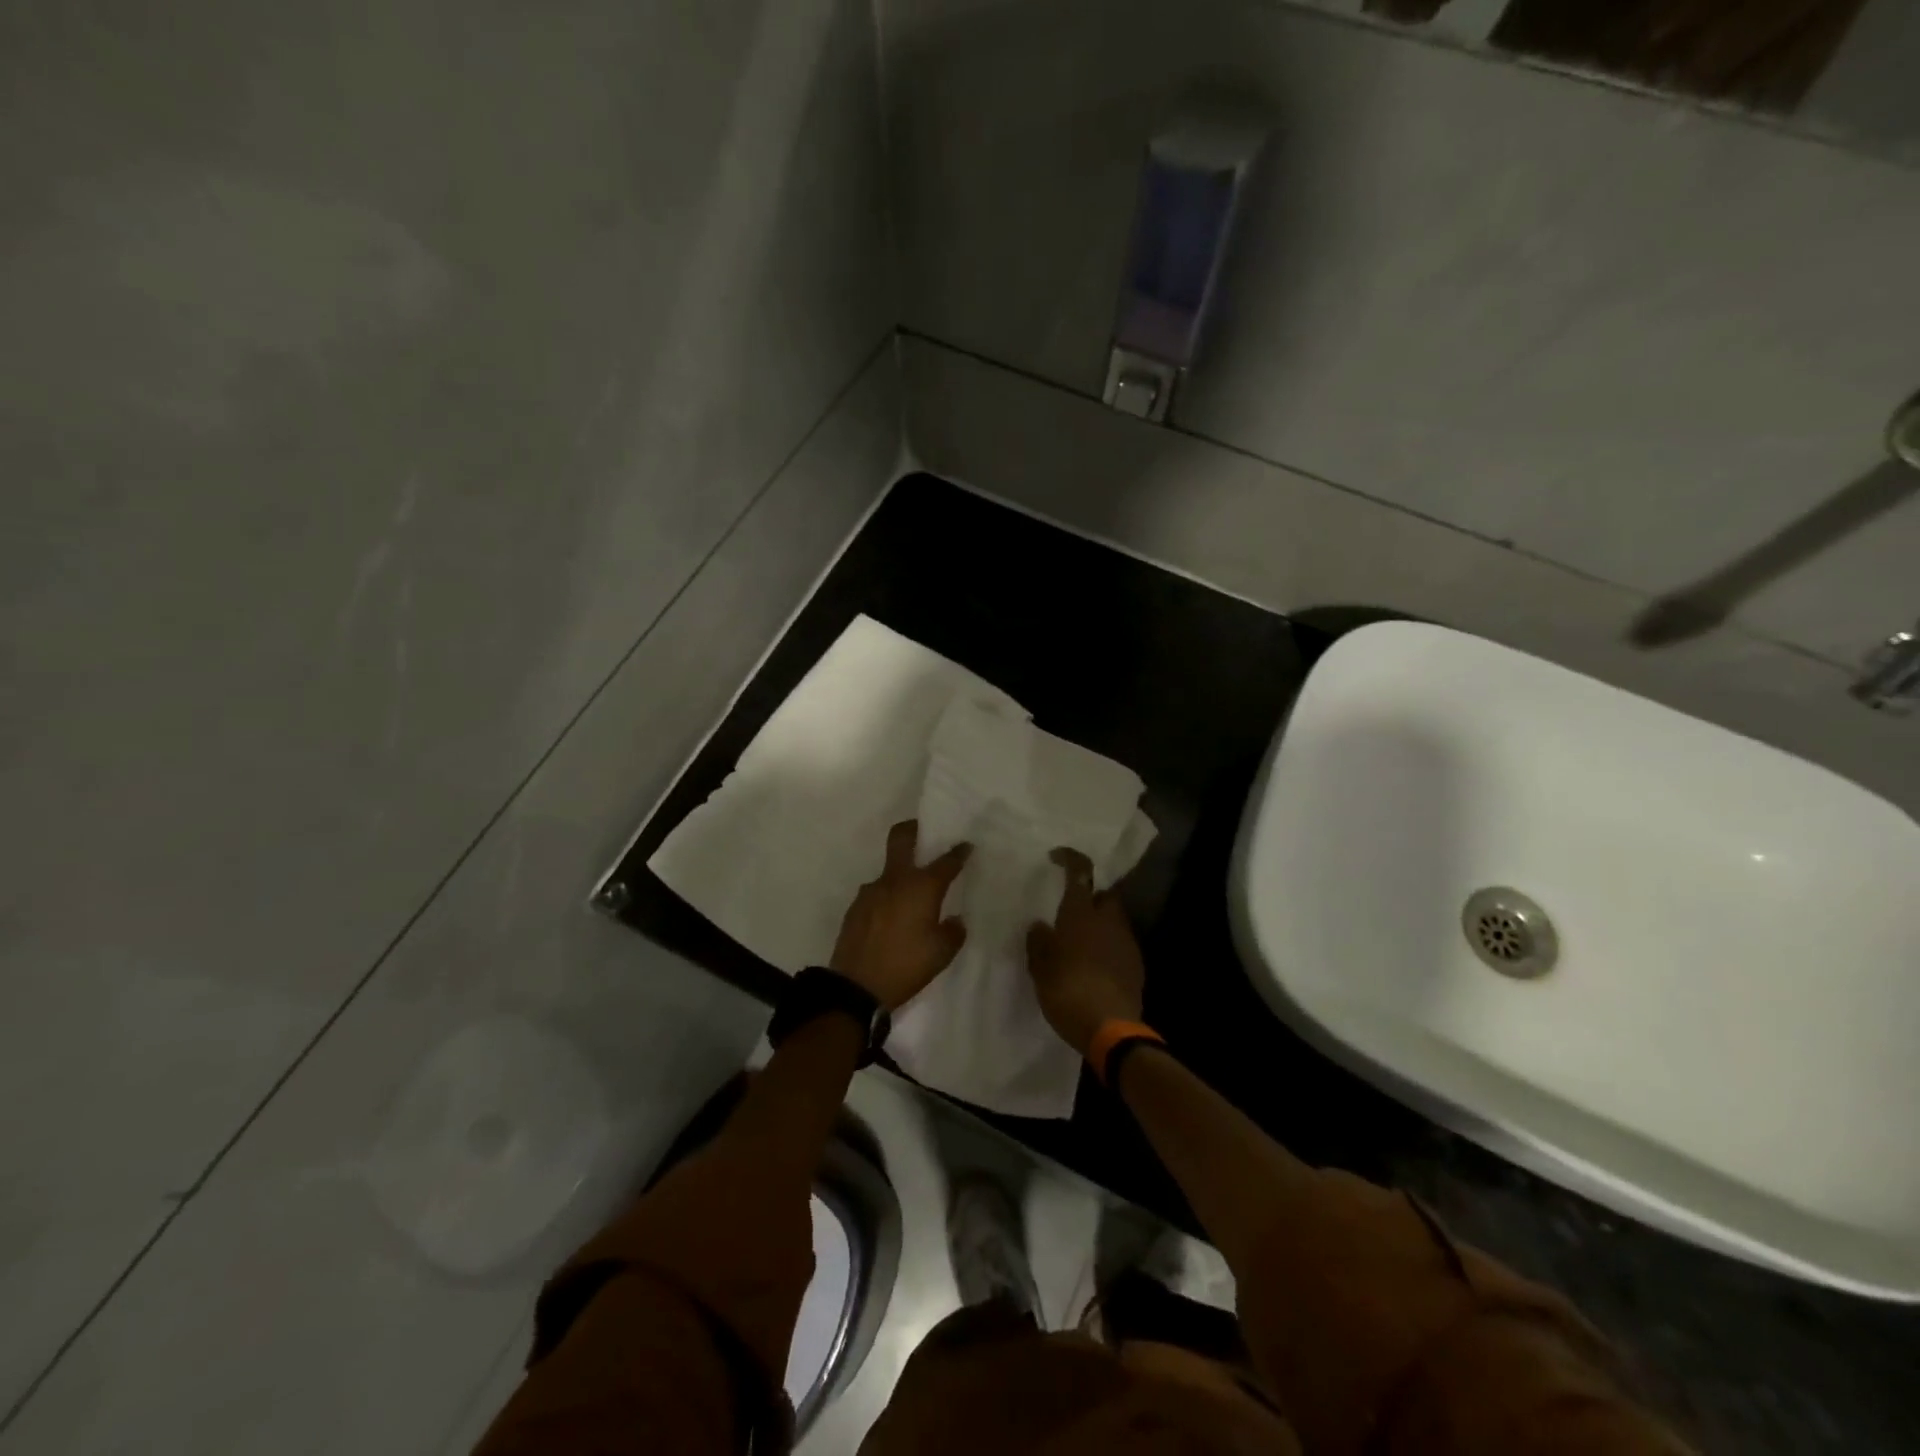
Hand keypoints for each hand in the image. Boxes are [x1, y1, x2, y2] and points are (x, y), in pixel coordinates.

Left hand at [830, 820, 971, 1010]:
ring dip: (901, 873)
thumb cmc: (906, 966)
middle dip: (914, 829)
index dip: (958, 852)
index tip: (966, 845)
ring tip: (911, 896)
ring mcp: (870, 891)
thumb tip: (955, 920)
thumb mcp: (941, 954)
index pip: (945, 862)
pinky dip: (888, 897)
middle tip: (924, 831)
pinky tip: (893, 918)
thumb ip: (953, 932)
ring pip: (888, 870)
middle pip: (901, 838)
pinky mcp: (856, 907)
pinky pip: (877, 892)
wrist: (856, 986)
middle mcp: (895, 881)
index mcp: (921, 887)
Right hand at [1026, 847, 1145, 1058]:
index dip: (1070, 858)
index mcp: (1080, 915)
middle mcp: (1107, 921)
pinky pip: (1120, 944)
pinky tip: (1094, 965)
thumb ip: (1039, 943)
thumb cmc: (1067, 992)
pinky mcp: (1136, 964)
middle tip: (1072, 909)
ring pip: (1114, 919)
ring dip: (1099, 923)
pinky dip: (1108, 946)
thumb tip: (1039, 925)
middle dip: (1091, 895)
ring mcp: (1126, 942)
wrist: (1111, 1029)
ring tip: (1080, 941)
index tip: (1057, 857)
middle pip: (1104, 894)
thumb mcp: (1040, 969)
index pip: (1080, 872)